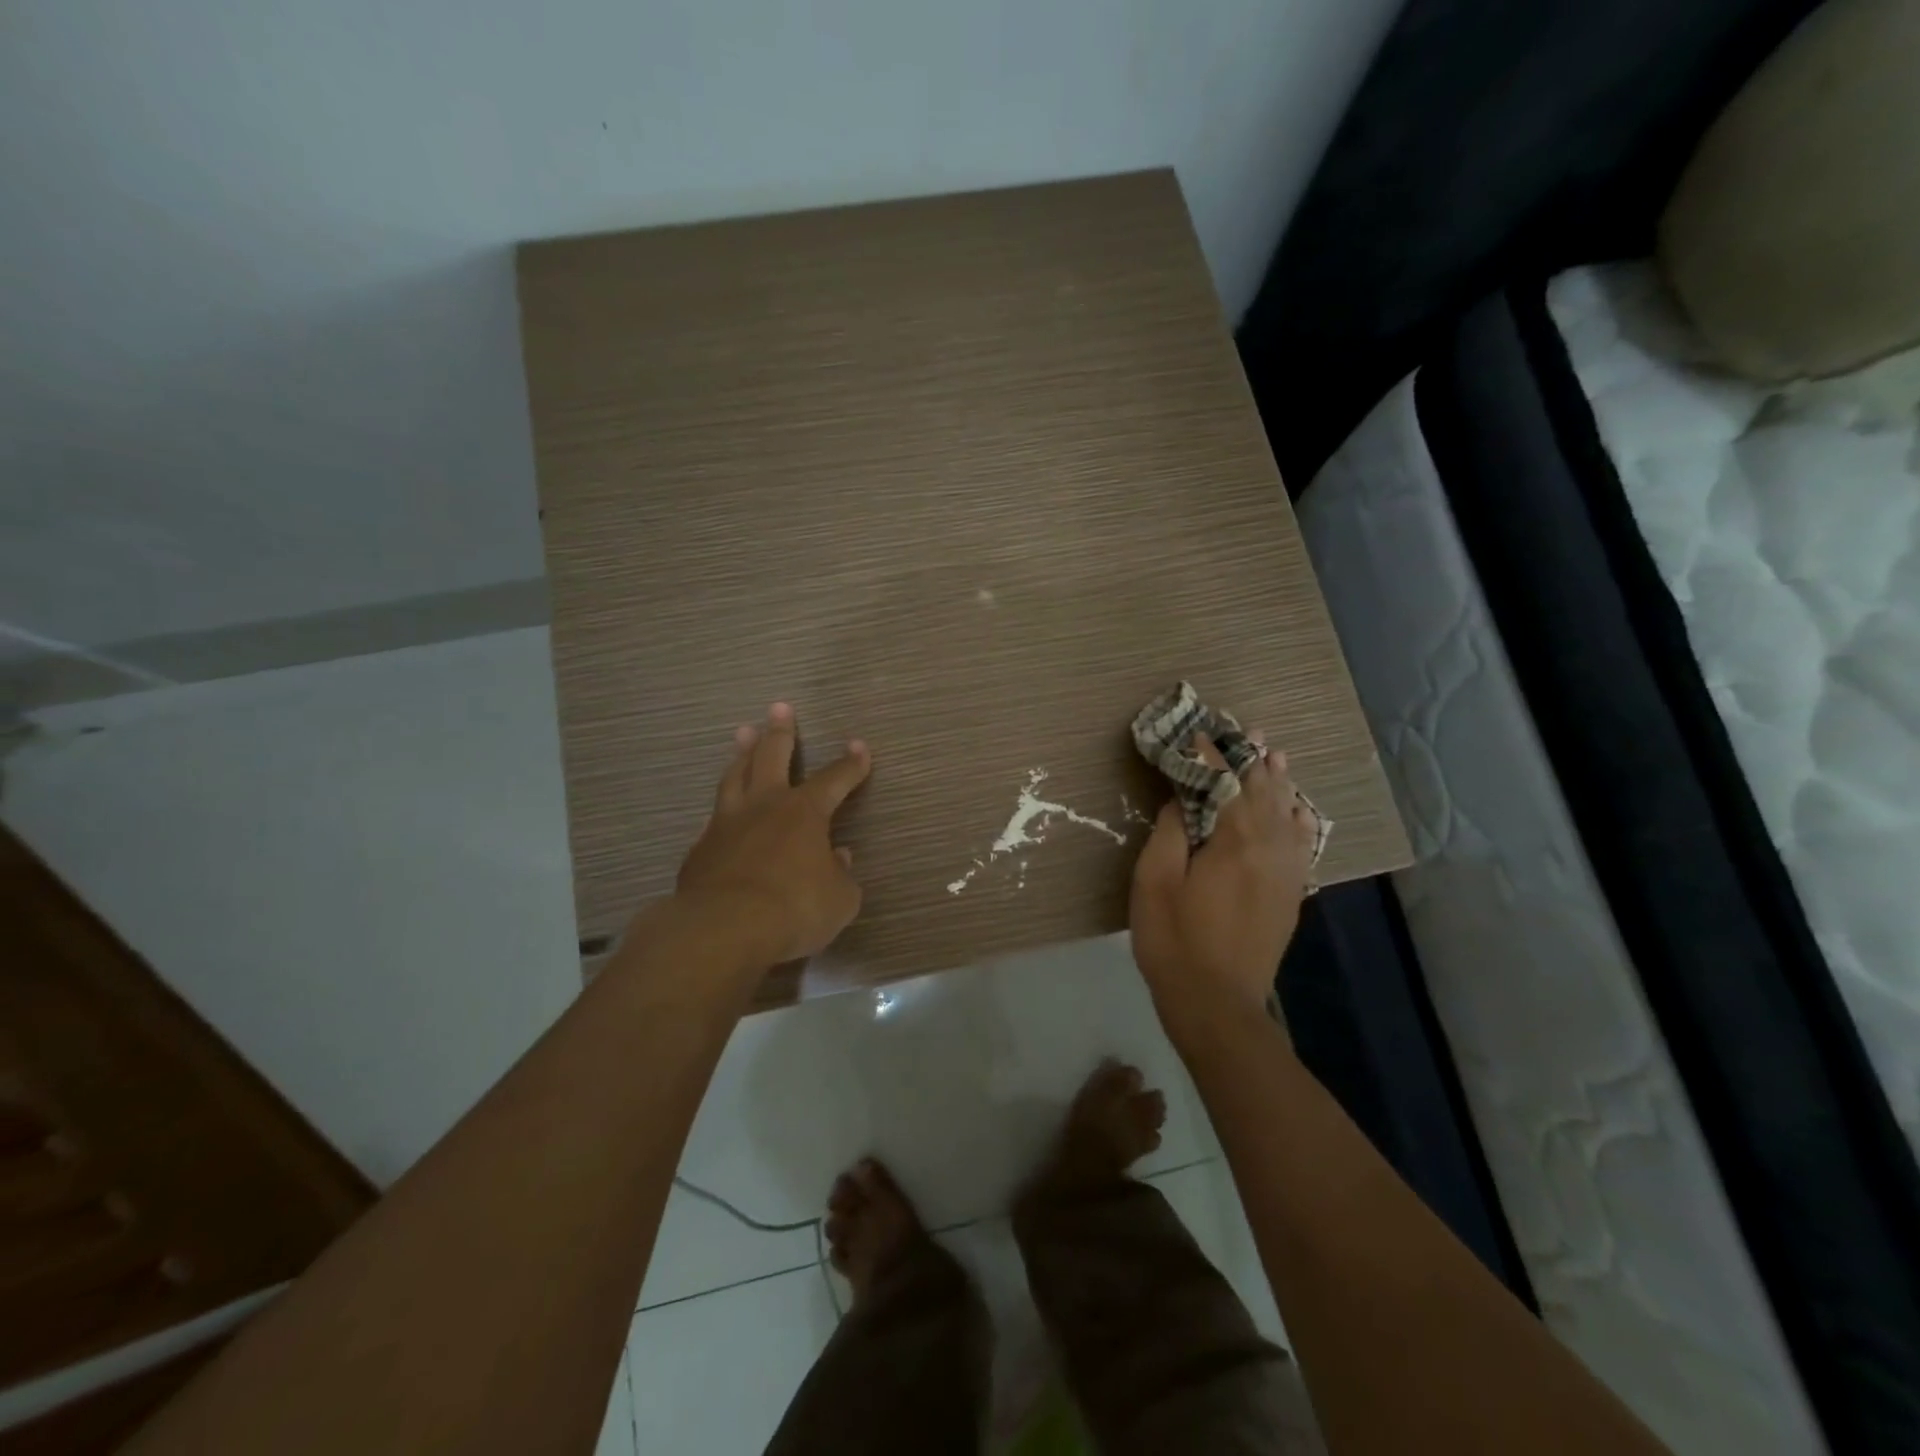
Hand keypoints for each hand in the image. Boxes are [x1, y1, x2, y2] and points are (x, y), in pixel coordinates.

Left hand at [674, 702, 871, 967]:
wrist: (724, 929)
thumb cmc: (795, 909)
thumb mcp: (839, 899)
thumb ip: (841, 875)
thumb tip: (838, 858)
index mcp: (805, 812)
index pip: (834, 779)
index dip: (850, 764)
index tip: (859, 746)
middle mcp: (765, 807)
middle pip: (772, 757)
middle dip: (781, 732)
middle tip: (780, 708)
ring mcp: (727, 824)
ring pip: (735, 777)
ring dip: (742, 754)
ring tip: (743, 734)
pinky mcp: (700, 849)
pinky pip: (714, 818)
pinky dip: (723, 808)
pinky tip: (720, 810)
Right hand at [1129, 732, 1318, 1042]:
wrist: (1218, 1004)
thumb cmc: (1175, 940)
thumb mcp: (1155, 882)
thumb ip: (1171, 833)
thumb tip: (1183, 800)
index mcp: (1234, 841)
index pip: (1225, 783)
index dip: (1211, 756)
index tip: (1200, 731)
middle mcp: (1269, 849)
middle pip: (1263, 792)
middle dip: (1251, 759)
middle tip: (1245, 730)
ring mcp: (1285, 872)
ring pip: (1286, 813)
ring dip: (1278, 782)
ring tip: (1274, 754)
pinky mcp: (1291, 894)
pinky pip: (1302, 844)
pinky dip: (1299, 819)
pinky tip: (1298, 809)